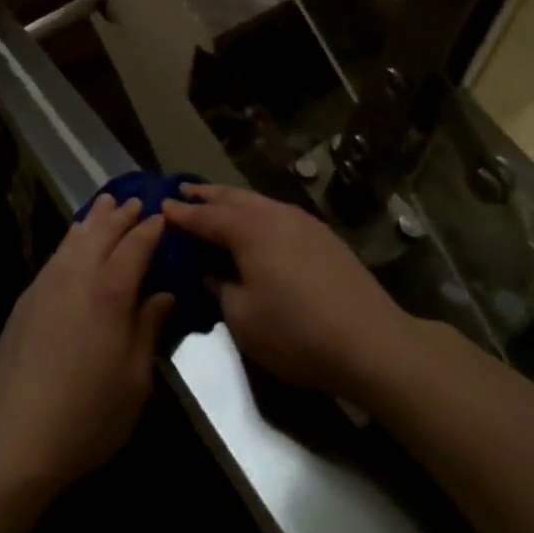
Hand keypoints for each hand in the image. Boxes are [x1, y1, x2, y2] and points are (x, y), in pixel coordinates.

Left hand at [0, 194, 173, 493]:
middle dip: (123, 215)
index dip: (151, 229)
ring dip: (95, 218)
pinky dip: (73, 237)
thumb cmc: (87, 415)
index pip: (136, 245)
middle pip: (104, 231)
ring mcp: (49, 281)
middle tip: (137, 202)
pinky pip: (57, 252)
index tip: (163, 216)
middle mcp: (79, 274)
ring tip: (107, 203)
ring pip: (76, 236)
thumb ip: (149, 329)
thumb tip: (163, 296)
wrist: (15, 436)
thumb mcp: (134, 381)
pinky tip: (75, 239)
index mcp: (111, 291)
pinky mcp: (28, 295)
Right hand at [163, 183, 418, 404]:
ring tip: (216, 203)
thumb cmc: (297, 333)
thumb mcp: (244, 320)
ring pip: (256, 201)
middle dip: (205, 195)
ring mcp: (300, 220)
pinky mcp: (322, 234)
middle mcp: (272, 213)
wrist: (372, 341)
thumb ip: (220, 289)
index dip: (181, 212)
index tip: (161, 204)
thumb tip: (210, 272)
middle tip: (183, 190)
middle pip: (231, 198)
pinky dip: (256, 213)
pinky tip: (257, 225)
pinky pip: (277, 212)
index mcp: (247, 229)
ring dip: (232, 201)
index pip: (205, 216)